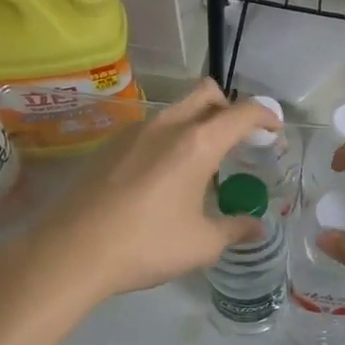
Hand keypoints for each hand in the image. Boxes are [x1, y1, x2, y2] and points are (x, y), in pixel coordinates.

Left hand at [26, 81, 280, 301]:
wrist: (70, 252)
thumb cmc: (147, 244)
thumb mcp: (202, 244)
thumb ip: (235, 230)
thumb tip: (257, 228)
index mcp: (198, 143)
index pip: (242, 113)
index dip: (265, 117)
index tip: (274, 132)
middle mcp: (168, 126)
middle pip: (206, 93)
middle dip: (228, 107)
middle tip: (237, 139)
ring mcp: (135, 132)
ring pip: (176, 110)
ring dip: (197, 123)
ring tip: (200, 163)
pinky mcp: (110, 145)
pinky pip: (152, 129)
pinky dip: (169, 139)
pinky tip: (163, 177)